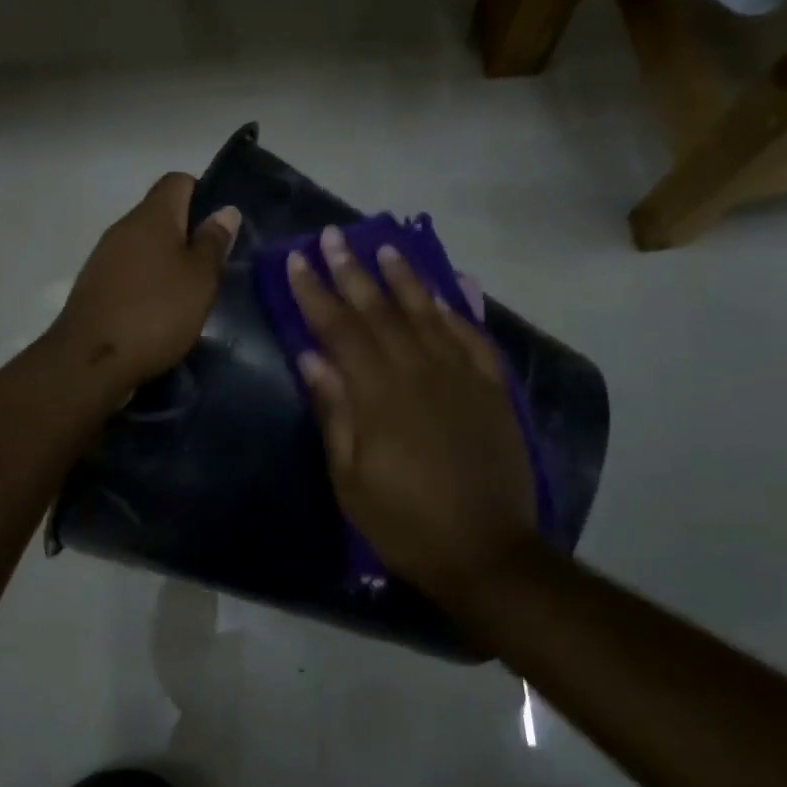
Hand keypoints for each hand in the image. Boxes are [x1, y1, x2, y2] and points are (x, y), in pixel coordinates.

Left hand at [51, 173, 240, 394]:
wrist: (91, 361)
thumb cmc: (155, 312)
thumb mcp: (199, 279)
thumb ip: (213, 242)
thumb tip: (224, 210)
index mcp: (151, 216)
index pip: (178, 181)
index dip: (203, 195)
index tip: (221, 228)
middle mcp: (123, 228)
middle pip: (161, 215)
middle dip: (188, 235)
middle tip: (214, 267)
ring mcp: (104, 258)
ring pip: (145, 247)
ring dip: (168, 264)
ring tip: (191, 294)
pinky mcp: (95, 288)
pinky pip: (129, 273)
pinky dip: (148, 285)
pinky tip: (162, 313)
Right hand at [287, 226, 538, 608]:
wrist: (487, 551)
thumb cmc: (404, 521)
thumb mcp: (350, 478)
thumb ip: (333, 411)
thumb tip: (310, 357)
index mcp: (378, 394)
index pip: (338, 329)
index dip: (314, 292)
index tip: (296, 260)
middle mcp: (419, 371)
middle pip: (379, 310)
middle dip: (351, 270)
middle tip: (333, 235)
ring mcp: (460, 375)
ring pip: (427, 312)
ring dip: (403, 277)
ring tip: (384, 247)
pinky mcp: (491, 387)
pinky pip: (472, 335)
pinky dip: (458, 307)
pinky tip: (447, 287)